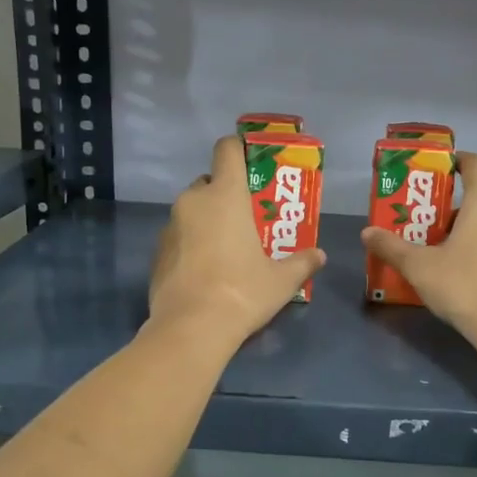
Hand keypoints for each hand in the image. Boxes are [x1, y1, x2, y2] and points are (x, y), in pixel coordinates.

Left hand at [149, 135, 326, 345]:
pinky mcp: (156, 253)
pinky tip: (205, 272)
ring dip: (207, 221)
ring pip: (191, 211)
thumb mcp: (281, 280)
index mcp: (225, 195)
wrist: (191, 327)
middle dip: (225, 195)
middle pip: (209, 182)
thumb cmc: (242, 292)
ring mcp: (170, 226)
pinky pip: (178, 237)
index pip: (228, 150)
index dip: (239, 149)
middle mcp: (193, 201)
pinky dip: (190, 245)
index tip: (252, 163)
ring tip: (226, 249)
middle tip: (245, 219)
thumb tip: (320, 256)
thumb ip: (302, 263)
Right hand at [361, 152, 476, 337]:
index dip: (456, 161)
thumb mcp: (419, 266)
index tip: (439, 169)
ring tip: (441, 249)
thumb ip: (392, 247)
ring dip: (469, 229)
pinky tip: (464, 268)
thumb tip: (366, 232)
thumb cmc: (463, 284)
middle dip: (452, 207)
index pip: (476, 164)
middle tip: (426, 224)